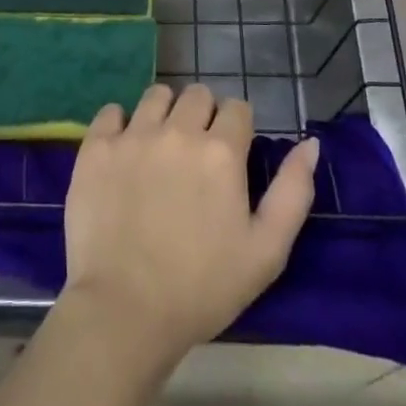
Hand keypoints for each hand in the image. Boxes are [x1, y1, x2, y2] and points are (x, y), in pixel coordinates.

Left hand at [62, 83, 319, 365]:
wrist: (125, 311)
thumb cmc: (203, 288)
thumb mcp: (267, 251)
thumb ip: (293, 191)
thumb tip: (309, 143)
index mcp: (221, 151)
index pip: (237, 108)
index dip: (237, 128)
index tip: (231, 154)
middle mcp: (178, 131)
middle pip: (197, 94)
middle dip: (203, 115)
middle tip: (196, 154)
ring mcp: (133, 135)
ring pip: (156, 96)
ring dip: (164, 112)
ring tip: (160, 148)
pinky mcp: (96, 148)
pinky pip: (111, 111)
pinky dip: (120, 123)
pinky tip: (124, 152)